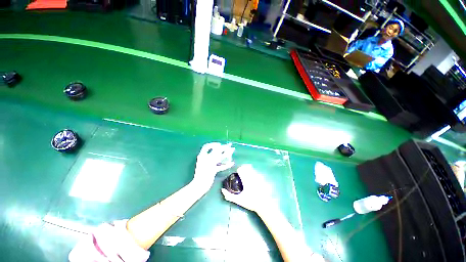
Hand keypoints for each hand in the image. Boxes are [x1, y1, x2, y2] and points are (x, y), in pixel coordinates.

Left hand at [193, 142, 234, 192]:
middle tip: (230, 146)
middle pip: (215, 152)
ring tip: (232, 152)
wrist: (200, 186)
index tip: (220, 144)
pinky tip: (231, 163)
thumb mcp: (209, 162)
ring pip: (218, 158)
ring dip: (225, 155)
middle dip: (223, 149)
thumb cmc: (203, 173)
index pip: (207, 146)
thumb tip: (220, 147)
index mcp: (203, 156)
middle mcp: (206, 159)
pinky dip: (225, 165)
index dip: (213, 144)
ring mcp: (210, 165)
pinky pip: (220, 166)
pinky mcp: (213, 170)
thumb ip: (214, 154)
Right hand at [221, 164, 275, 213]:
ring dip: (247, 169)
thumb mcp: (239, 200)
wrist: (264, 204)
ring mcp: (257, 177)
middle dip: (243, 168)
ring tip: (245, 173)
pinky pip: (256, 172)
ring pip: (251, 169)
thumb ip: (229, 196)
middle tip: (241, 172)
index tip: (237, 173)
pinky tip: (252, 176)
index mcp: (245, 180)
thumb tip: (222, 190)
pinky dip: (253, 172)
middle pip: (246, 167)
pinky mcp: (261, 178)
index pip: (241, 170)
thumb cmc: (250, 202)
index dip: (238, 170)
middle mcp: (251, 176)